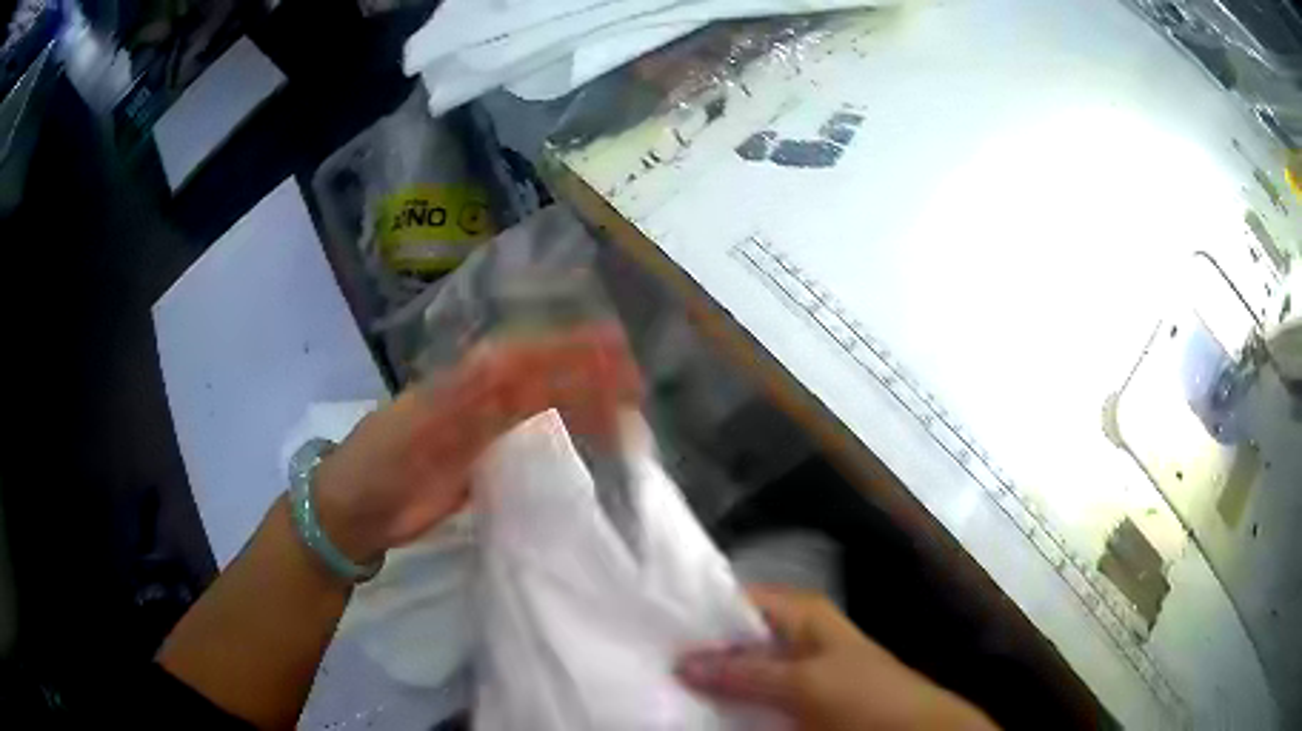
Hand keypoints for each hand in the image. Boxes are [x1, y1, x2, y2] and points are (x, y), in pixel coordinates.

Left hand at [312, 322, 642, 563]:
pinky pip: (529, 444)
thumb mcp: (409, 428)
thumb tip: (503, 360)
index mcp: (461, 385)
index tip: (614, 349)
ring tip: (626, 411)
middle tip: (637, 383)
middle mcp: (477, 401)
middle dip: (588, 376)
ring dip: (582, 405)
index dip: (568, 351)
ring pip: (541, 410)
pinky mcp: (483, 465)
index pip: (525, 359)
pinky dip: (561, 439)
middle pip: (541, 381)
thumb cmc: (374, 466)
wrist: (353, 512)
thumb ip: (455, 398)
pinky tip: (588, 444)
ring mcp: (481, 433)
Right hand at [677, 587, 997, 730]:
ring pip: (737, 668)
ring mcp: (791, 668)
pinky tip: (697, 708)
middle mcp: (791, 633)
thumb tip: (682, 661)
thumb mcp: (805, 682)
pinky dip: (726, 700)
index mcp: (799, 613)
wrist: (910, 730)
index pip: (735, 599)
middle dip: (697, 650)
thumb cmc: (865, 694)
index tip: (652, 628)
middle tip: (649, 661)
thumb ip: (745, 673)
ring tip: (660, 684)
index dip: (696, 613)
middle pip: (732, 636)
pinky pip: (749, 695)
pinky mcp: (791, 697)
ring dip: (708, 679)